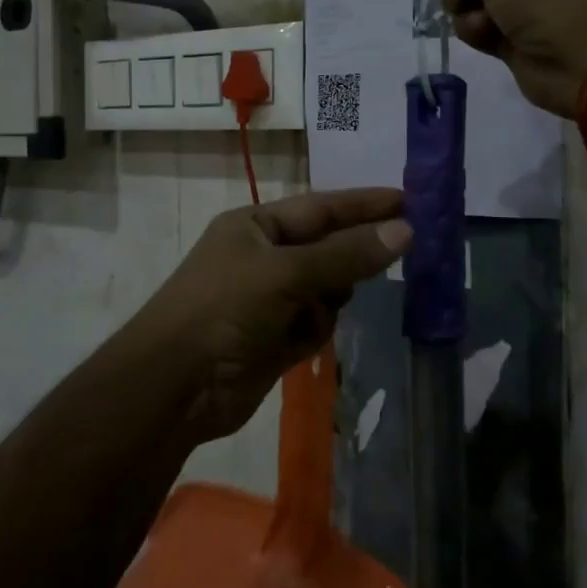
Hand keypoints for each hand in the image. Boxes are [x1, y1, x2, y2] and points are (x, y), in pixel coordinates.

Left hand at [128, 189, 411, 441]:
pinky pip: (315, 324)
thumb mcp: (285, 274)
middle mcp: (264, 257)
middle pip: (328, 249)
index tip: (411, 200)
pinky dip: (315, 331)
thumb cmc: (224, 310)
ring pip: (327, 289)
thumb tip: (405, 230)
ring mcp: (270, 300)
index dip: (365, 204)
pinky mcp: (276, 338)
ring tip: (318, 310)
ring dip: (331, 300)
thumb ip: (346, 254)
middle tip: (408, 252)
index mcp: (256, 226)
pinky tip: (300, 342)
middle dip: (355, 255)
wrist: (175, 388)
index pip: (322, 207)